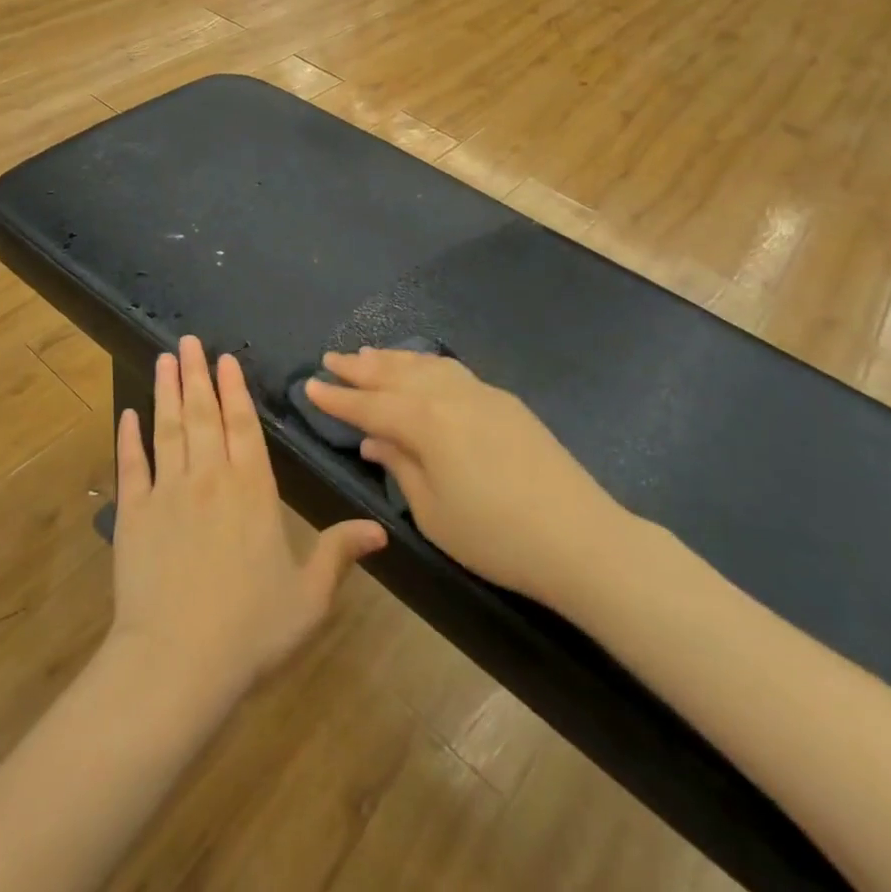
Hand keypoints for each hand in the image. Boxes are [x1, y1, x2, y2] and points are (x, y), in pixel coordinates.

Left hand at [109, 337, 386, 709]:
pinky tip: (128, 414)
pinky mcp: (134, 514)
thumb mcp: (309, 597)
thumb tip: (380, 529)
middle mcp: (210, 478)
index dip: (235, 388)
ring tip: (164, 359)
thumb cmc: (251, 630)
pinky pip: (132, 465)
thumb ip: (339, 554)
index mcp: (252, 490)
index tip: (226, 358)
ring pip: (169, 428)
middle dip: (197, 374)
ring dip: (166, 391)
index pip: (243, 425)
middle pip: (203, 414)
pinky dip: (129, 437)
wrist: (177, 663)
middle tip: (189, 341)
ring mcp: (168, 492)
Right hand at [305, 348, 624, 602]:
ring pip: (425, 365)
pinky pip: (452, 371)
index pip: (369, 405)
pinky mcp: (505, 402)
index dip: (337, 398)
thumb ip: (400, 467)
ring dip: (392, 359)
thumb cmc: (495, 536)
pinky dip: (425, 365)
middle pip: (394, 374)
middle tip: (331, 357)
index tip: (309, 385)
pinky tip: (421, 369)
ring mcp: (481, 393)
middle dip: (360, 367)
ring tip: (367, 354)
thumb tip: (374, 441)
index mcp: (425, 421)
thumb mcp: (433, 512)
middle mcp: (449, 395)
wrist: (580, 537)